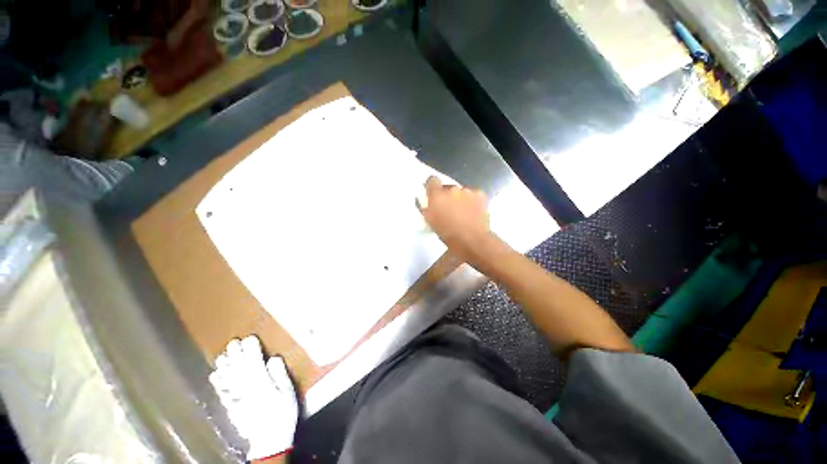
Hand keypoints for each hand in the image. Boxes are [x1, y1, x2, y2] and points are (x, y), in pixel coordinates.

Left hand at [209, 336, 297, 460]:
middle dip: (236, 355)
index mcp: (262, 384)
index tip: (249, 338)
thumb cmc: (282, 414)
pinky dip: (218, 383)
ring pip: (229, 379)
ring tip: (222, 356)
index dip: (251, 350)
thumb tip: (273, 358)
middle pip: (240, 369)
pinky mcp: (232, 408)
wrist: (269, 441)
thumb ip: (280, 375)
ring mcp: (237, 399)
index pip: (255, 363)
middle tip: (233, 342)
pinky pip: (223, 393)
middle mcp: (247, 389)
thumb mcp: (288, 393)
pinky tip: (215, 375)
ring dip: (225, 367)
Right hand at [418, 176, 491, 262]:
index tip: (433, 195)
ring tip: (463, 212)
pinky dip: (472, 200)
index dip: (432, 186)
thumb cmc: (448, 235)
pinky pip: (473, 194)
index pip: (432, 180)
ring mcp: (467, 191)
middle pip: (447, 187)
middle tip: (449, 209)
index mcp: (437, 196)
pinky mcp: (480, 194)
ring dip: (460, 199)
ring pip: (461, 192)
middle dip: (447, 196)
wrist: (472, 240)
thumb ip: (427, 209)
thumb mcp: (431, 223)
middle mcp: (451, 189)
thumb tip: (426, 203)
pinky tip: (474, 211)